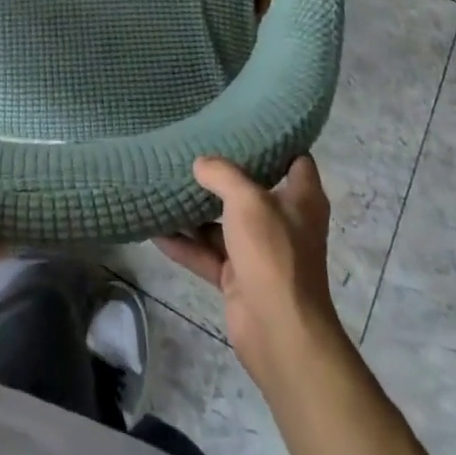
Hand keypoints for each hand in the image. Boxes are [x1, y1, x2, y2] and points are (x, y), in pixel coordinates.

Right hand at [155, 155, 337, 369]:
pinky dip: (185, 244)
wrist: (279, 332)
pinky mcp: (239, 278)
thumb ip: (222, 174)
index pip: (295, 159)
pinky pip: (207, 253)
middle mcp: (283, 222)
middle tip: (193, 147)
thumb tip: (200, 163)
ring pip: (224, 223)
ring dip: (197, 210)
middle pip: (252, 190)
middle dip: (224, 173)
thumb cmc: (273, 253)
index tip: (245, 122)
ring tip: (165, 183)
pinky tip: (154, 229)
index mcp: (301, 198)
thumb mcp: (247, 200)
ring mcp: (260, 252)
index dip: (275, 141)